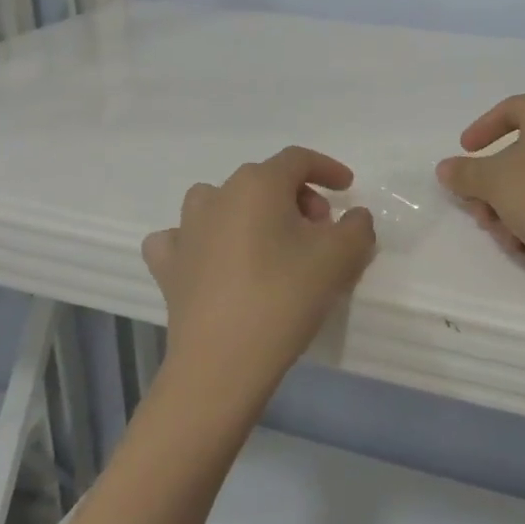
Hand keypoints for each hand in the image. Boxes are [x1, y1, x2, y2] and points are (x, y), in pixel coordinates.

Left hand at [143, 147, 375, 402]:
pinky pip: (182, 238)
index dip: (327, 169)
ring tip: (271, 243)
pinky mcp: (167, 266)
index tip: (347, 189)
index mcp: (259, 184)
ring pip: (221, 201)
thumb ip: (357, 226)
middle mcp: (218, 195)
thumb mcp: (340, 257)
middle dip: (298, 197)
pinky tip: (214, 260)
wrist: (222, 364)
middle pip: (265, 180)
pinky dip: (202, 241)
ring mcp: (186, 230)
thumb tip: (353, 217)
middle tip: (320, 230)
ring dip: (250, 212)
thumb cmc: (284, 297)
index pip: (298, 159)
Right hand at [435, 93, 524, 276]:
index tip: (465, 151)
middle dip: (491, 184)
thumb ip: (464, 173)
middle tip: (476, 207)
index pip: (509, 109)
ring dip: (508, 206)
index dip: (481, 129)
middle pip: (519, 150)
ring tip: (500, 233)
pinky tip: (524, 243)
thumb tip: (446, 168)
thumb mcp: (492, 182)